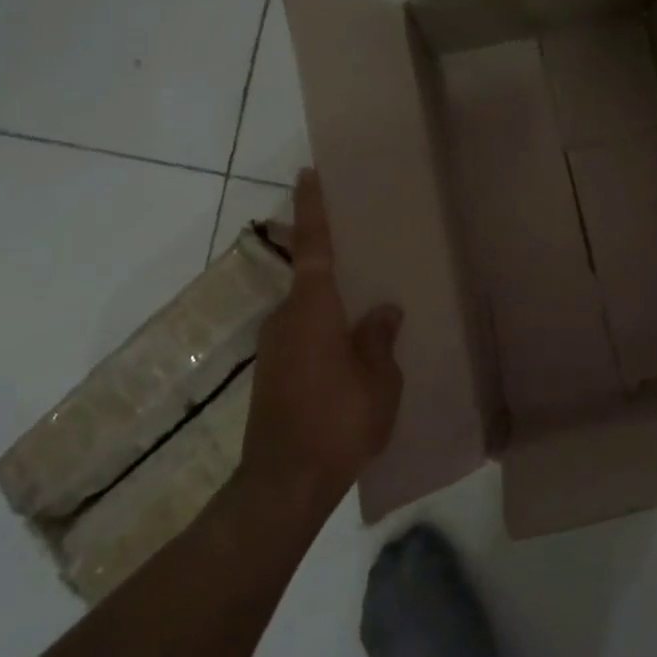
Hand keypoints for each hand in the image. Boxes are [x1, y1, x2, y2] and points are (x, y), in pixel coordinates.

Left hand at [241, 170, 403, 506]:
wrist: (284, 483)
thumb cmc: (338, 423)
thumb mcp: (378, 380)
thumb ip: (380, 339)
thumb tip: (384, 310)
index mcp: (313, 311)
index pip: (314, 247)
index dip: (314, 208)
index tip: (308, 173)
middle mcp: (286, 319)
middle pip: (308, 277)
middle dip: (328, 260)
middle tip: (360, 249)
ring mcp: (274, 347)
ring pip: (306, 310)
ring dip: (330, 304)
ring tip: (365, 309)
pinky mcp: (272, 373)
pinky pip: (303, 334)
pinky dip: (324, 330)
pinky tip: (348, 351)